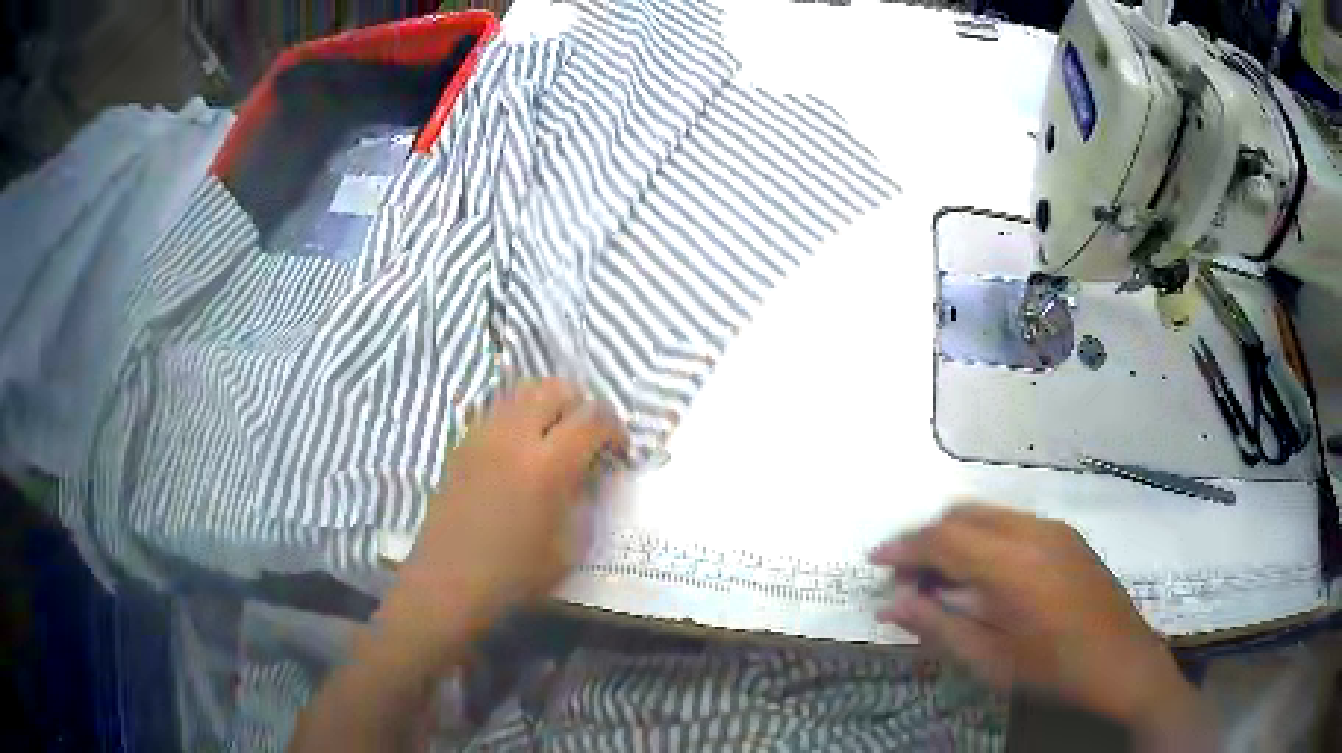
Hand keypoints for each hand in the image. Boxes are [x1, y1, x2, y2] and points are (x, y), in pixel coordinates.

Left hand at [387, 379, 627, 656]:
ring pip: (523, 391)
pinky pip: (498, 409)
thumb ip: (585, 500)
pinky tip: (520, 450)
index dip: (615, 428)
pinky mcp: (462, 443)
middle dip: (581, 406)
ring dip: (548, 404)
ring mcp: (482, 435)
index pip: (593, 417)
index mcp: (547, 466)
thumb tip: (590, 474)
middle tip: (587, 438)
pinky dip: (519, 416)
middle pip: (556, 388)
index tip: (618, 452)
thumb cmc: (514, 576)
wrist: (449, 582)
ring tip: (554, 437)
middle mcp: (514, 437)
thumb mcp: (569, 548)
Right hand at [870, 504, 1203, 740]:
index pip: (942, 538)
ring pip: (988, 514)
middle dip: (926, 540)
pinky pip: (1012, 523)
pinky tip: (983, 577)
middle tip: (906, 580)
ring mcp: (1054, 529)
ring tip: (941, 581)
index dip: (903, 547)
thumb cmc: (1054, 672)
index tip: (874, 563)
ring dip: (955, 538)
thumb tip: (890, 604)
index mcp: (1012, 565)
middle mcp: (1032, 531)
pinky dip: (984, 539)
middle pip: (962, 515)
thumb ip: (939, 627)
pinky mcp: (1067, 536)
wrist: (1124, 663)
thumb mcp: (991, 661)